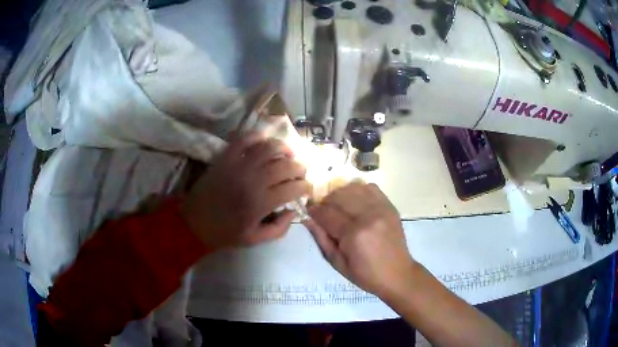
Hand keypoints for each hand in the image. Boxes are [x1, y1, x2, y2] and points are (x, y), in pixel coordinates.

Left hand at [181, 133, 311, 248]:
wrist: (193, 222)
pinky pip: (244, 139)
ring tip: (287, 155)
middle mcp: (253, 181)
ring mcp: (238, 166)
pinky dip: (257, 137)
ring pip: (269, 148)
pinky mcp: (226, 158)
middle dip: (299, 168)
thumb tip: (293, 212)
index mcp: (261, 203)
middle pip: (285, 165)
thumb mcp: (254, 240)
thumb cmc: (224, 233)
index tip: (306, 188)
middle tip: (300, 173)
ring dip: (283, 149)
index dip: (306, 187)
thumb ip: (279, 229)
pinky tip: (264, 142)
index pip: (293, 188)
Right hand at [304, 182, 413, 297]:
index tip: (308, 211)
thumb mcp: (337, 263)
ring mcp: (381, 209)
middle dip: (325, 201)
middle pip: (338, 196)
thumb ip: (321, 238)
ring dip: (340, 195)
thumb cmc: (365, 275)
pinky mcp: (390, 206)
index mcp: (354, 234)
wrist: (397, 274)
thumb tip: (307, 218)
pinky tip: (355, 202)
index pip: (326, 213)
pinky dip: (358, 191)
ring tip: (339, 207)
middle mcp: (368, 216)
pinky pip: (370, 188)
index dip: (314, 211)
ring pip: (353, 188)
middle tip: (323, 211)